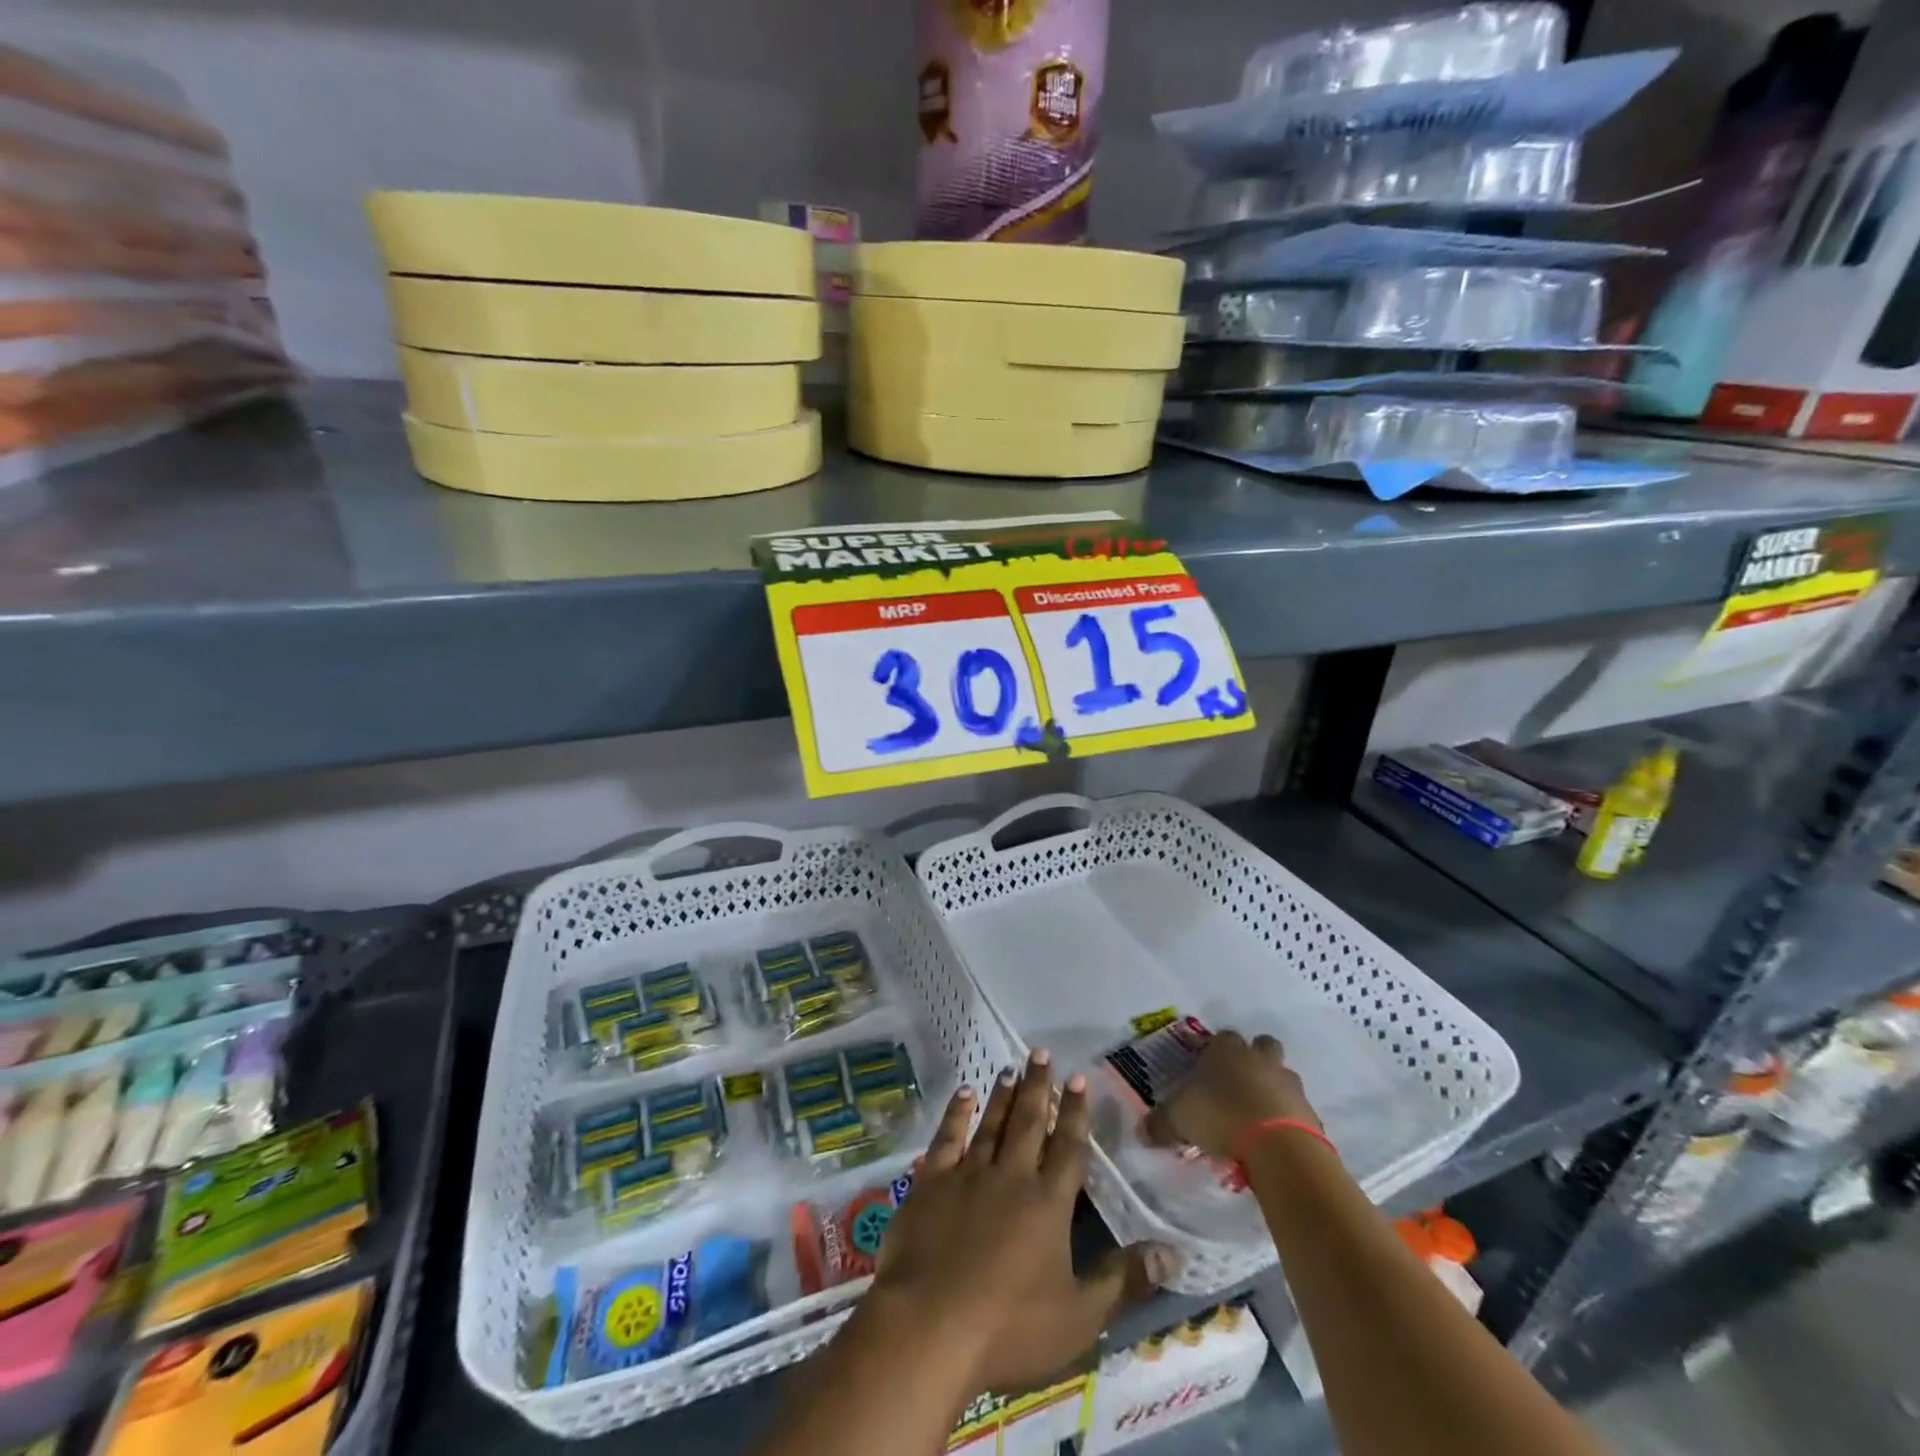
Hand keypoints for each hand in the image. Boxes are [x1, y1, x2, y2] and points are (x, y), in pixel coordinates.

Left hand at [872, 1050, 1172, 1395]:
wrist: (930, 1326)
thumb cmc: (1010, 1328)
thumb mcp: (1079, 1317)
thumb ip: (1123, 1281)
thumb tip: (1171, 1252)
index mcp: (1048, 1203)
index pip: (1068, 1147)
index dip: (1075, 1113)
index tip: (1079, 1078)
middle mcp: (1011, 1175)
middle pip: (1029, 1122)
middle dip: (1039, 1086)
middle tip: (1042, 1052)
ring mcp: (968, 1174)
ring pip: (991, 1123)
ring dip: (1003, 1095)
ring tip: (1010, 1067)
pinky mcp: (931, 1182)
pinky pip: (947, 1137)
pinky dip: (957, 1113)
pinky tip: (964, 1094)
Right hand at [1144, 1030, 1319, 1159]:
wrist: (1279, 1146)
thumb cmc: (1221, 1117)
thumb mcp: (1179, 1120)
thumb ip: (1160, 1124)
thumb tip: (1141, 1132)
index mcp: (1226, 1049)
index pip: (1220, 1038)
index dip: (1213, 1053)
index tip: (1206, 1073)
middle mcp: (1258, 1058)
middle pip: (1261, 1046)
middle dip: (1253, 1060)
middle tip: (1238, 1086)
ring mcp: (1288, 1082)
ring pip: (1281, 1076)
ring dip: (1272, 1091)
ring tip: (1255, 1118)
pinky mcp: (1309, 1112)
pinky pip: (1296, 1109)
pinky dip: (1286, 1120)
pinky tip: (1272, 1140)